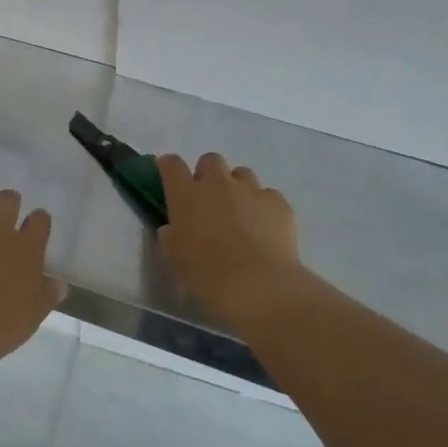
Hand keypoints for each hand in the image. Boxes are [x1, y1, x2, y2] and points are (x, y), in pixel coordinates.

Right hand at [158, 153, 303, 331]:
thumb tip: (173, 229)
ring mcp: (251, 190)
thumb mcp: (176, 258)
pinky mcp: (278, 202)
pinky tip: (264, 228)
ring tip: (240, 213)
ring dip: (236, 187)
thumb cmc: (207, 274)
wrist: (259, 286)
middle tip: (208, 200)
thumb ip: (171, 237)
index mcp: (186, 195)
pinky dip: (263, 206)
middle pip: (210, 160)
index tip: (169, 177)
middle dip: (207, 174)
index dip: (168, 167)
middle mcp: (217, 184)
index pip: (171, 165)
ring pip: (242, 174)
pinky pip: (267, 195)